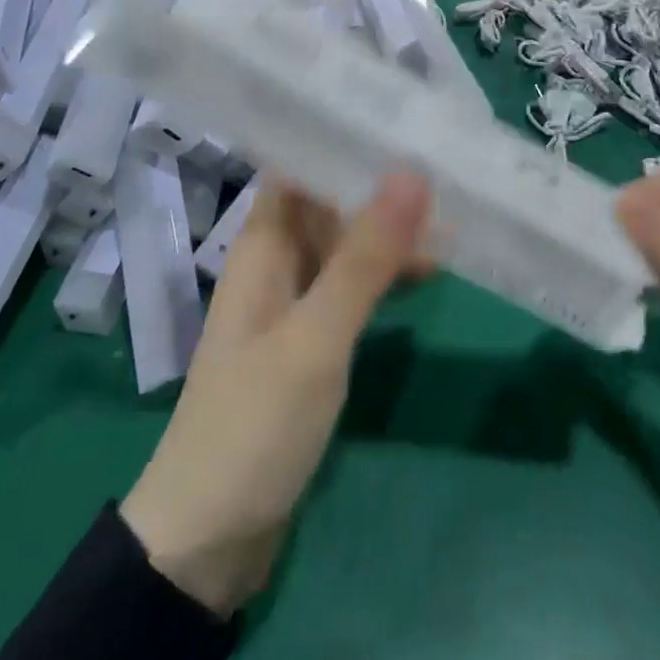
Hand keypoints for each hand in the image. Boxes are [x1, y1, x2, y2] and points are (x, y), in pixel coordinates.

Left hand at [119, 175, 426, 616]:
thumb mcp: (316, 338)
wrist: (206, 540)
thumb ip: (364, 259)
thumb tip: (411, 173)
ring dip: (389, 235)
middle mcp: (274, 264)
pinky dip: (384, 278)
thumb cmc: (254, 424)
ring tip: (453, 219)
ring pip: (344, 248)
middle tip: (445, 167)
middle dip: (380, 187)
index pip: (300, 168)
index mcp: (262, 247)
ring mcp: (291, 305)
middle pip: (328, 205)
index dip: (342, 140)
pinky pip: (349, 290)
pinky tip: (426, 273)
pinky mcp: (307, 343)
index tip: (399, 118)